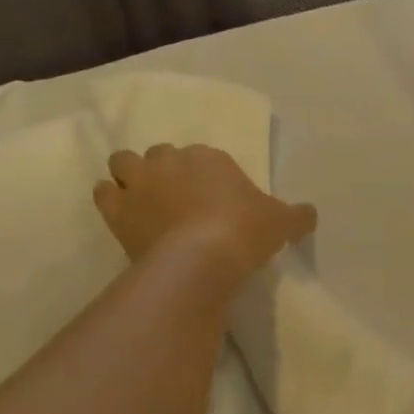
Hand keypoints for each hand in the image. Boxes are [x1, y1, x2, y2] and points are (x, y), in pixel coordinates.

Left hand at [92, 144, 316, 279]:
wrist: (201, 259)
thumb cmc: (245, 231)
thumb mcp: (281, 223)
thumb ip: (297, 215)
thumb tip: (310, 215)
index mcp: (208, 156)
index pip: (202, 155)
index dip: (205, 174)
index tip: (214, 198)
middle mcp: (170, 161)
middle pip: (160, 154)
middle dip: (165, 170)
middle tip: (178, 198)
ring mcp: (140, 184)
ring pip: (123, 163)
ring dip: (130, 176)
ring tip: (143, 200)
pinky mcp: (117, 211)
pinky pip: (103, 193)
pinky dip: (111, 199)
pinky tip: (124, 215)